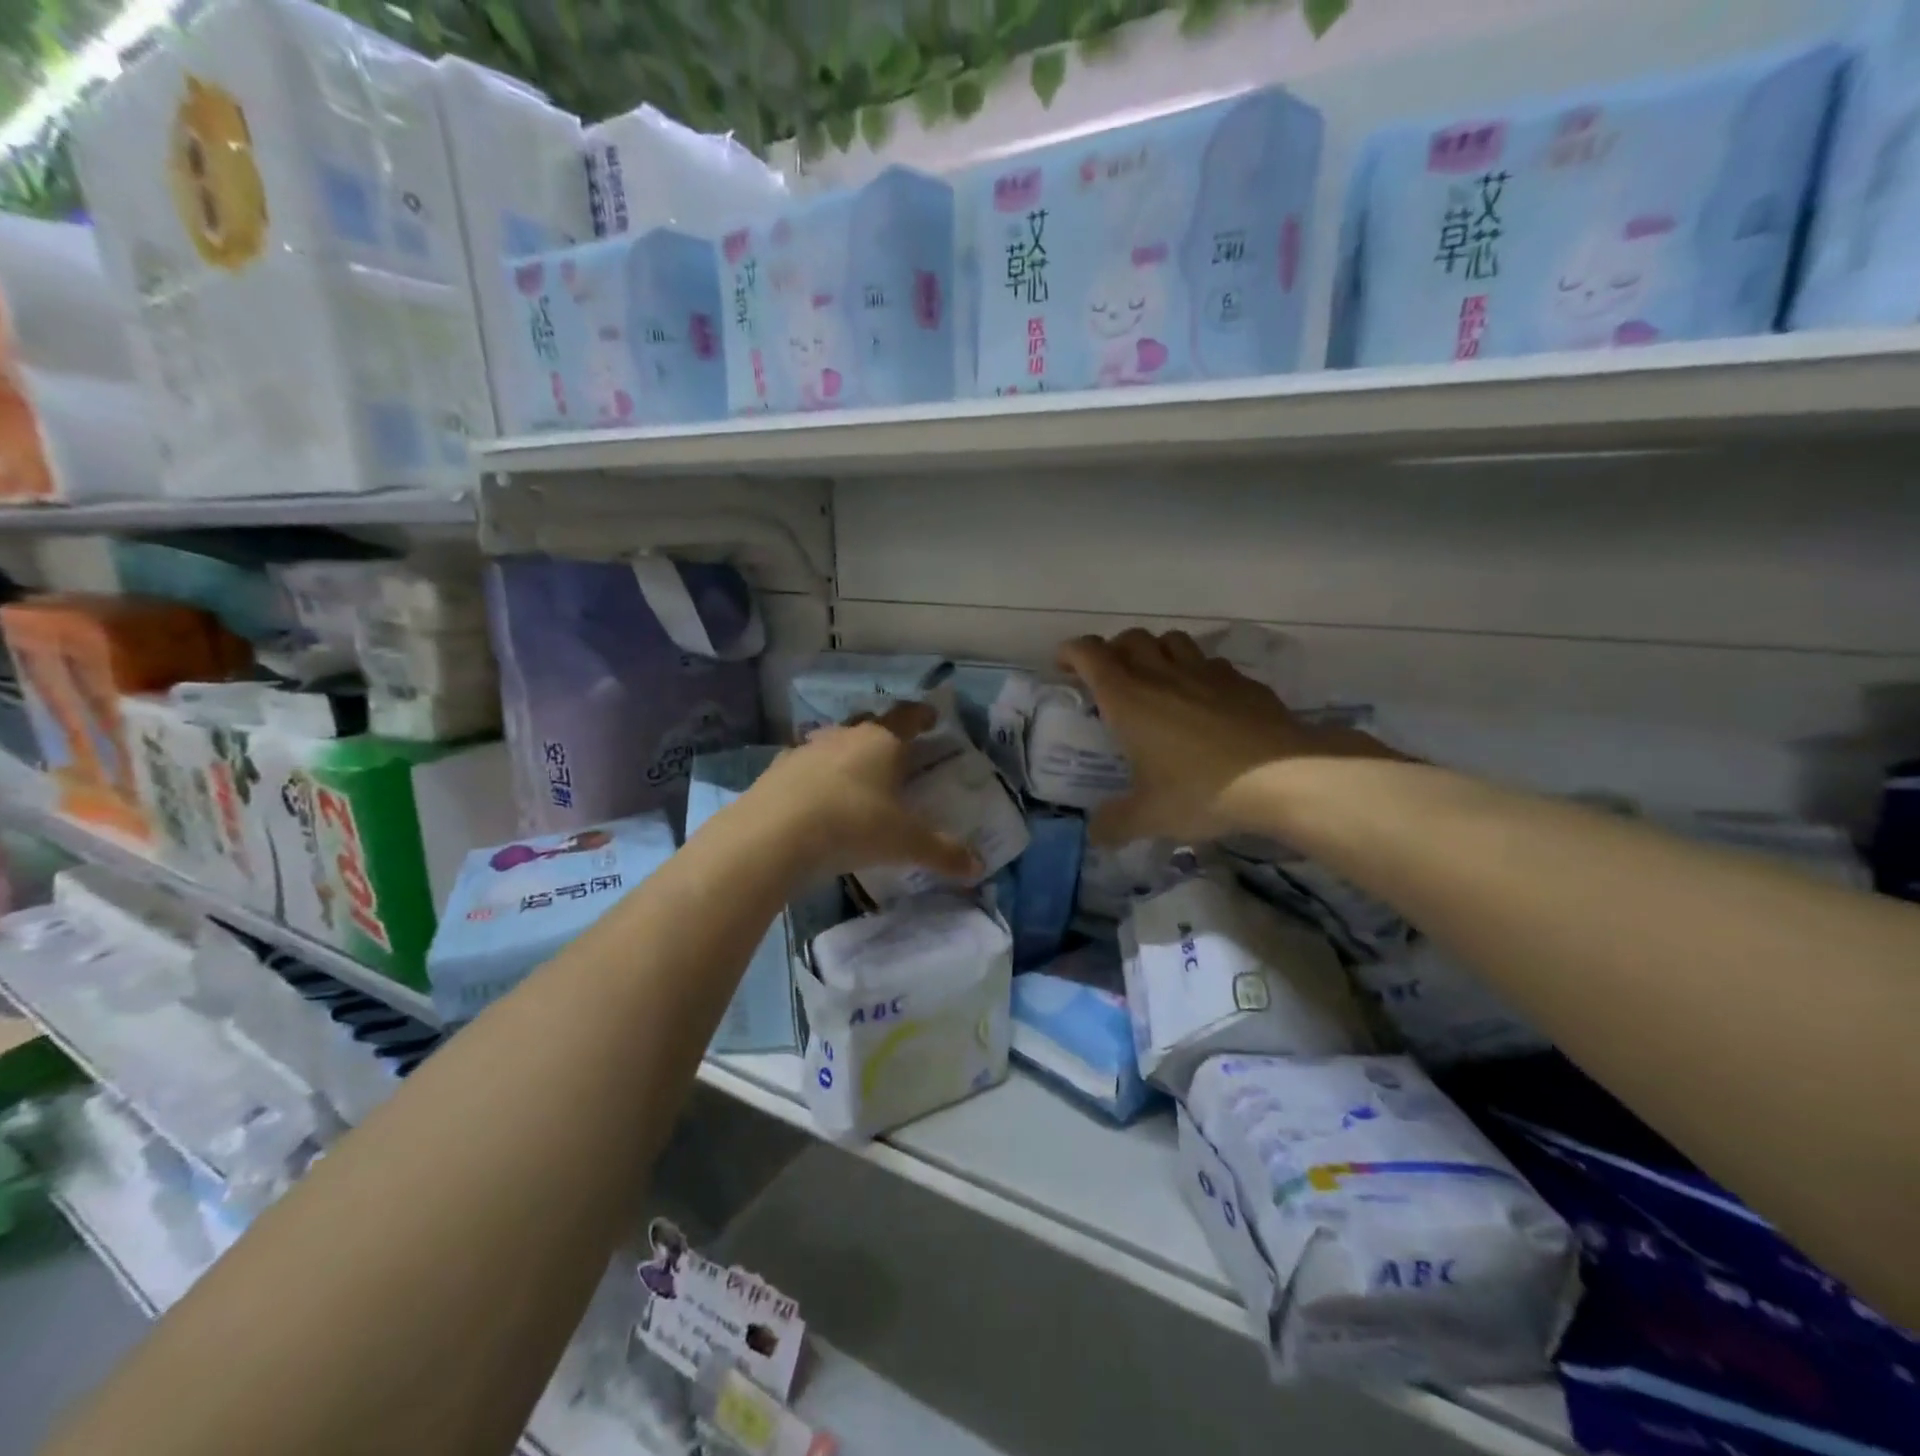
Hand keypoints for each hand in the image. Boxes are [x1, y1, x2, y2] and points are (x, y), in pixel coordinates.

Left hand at [745, 701, 981, 880]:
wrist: (774, 835)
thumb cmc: (852, 826)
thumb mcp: (904, 843)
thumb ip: (942, 852)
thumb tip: (978, 866)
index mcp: (882, 742)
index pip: (907, 717)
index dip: (922, 715)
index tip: (932, 717)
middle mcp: (844, 737)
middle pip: (868, 723)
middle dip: (883, 732)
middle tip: (895, 749)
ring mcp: (806, 750)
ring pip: (832, 741)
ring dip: (845, 751)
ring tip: (853, 773)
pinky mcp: (776, 771)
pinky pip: (802, 764)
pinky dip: (813, 774)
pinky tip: (813, 794)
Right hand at [1057, 630, 1399, 845]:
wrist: (1284, 776)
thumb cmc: (1203, 790)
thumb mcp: (1151, 817)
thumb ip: (1116, 823)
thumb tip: (1095, 834)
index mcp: (1128, 698)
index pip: (1090, 654)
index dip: (1072, 653)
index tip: (1064, 665)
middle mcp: (1162, 674)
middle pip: (1130, 639)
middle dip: (1113, 651)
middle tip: (1109, 678)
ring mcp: (1206, 673)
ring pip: (1172, 641)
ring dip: (1155, 652)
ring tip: (1155, 679)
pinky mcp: (1242, 681)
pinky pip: (1210, 663)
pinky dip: (1196, 672)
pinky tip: (1204, 699)